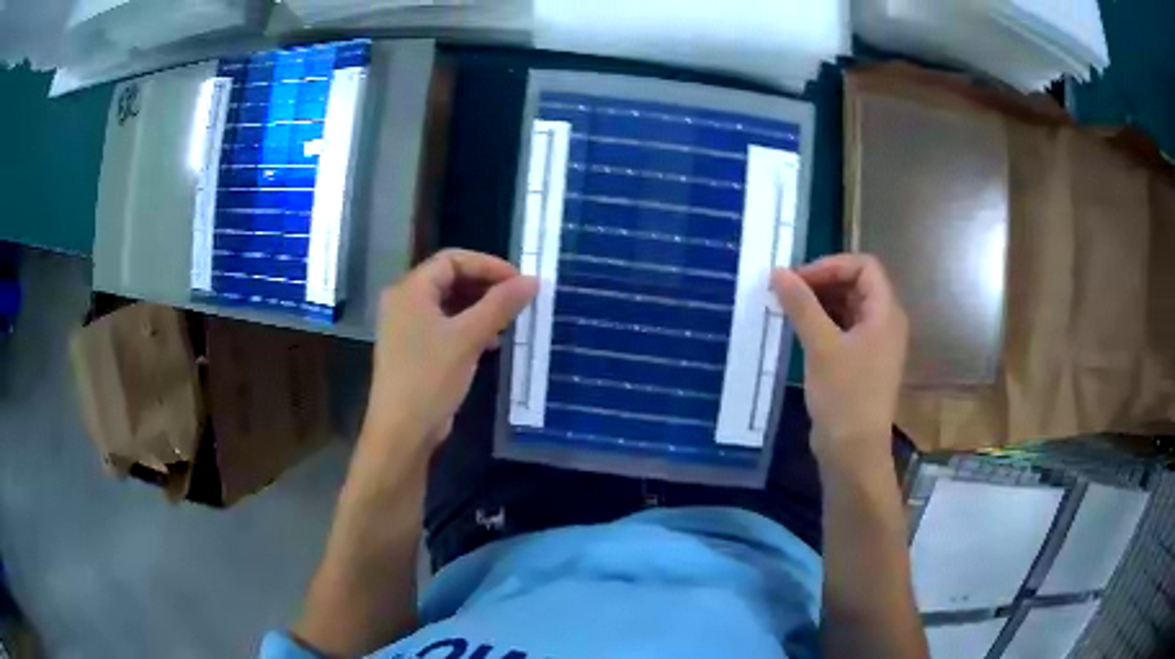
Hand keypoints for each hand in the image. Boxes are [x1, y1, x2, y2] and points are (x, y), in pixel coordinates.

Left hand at [360, 249, 537, 464]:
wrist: (402, 431)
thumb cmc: (430, 377)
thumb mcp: (468, 338)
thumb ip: (500, 305)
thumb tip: (533, 280)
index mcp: (410, 289)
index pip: (452, 260)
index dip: (488, 265)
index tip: (519, 281)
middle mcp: (404, 302)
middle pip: (449, 279)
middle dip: (485, 287)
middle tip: (517, 300)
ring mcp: (407, 327)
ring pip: (449, 305)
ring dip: (479, 308)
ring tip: (508, 322)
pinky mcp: (414, 350)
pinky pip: (444, 326)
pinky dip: (468, 328)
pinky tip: (490, 344)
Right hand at [772, 254, 907, 470]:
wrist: (853, 452)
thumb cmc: (845, 395)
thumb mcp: (821, 346)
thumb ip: (801, 305)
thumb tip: (778, 271)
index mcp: (886, 312)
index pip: (864, 266)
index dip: (832, 265)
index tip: (799, 278)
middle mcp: (885, 323)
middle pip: (857, 285)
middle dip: (822, 282)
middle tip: (787, 291)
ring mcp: (874, 345)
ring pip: (848, 308)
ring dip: (820, 303)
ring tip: (788, 309)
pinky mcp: (861, 364)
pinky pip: (843, 330)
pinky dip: (822, 324)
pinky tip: (798, 331)